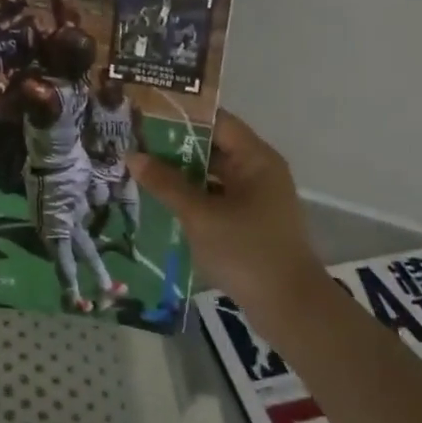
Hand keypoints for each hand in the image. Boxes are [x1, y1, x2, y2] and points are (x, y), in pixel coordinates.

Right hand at [128, 111, 318, 308]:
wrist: (290, 308)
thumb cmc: (246, 251)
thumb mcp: (199, 215)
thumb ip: (165, 184)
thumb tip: (132, 156)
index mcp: (255, 159)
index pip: (215, 121)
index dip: (180, 115)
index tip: (144, 114)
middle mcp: (258, 171)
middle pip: (212, 146)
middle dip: (173, 146)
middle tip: (132, 142)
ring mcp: (255, 198)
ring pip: (211, 174)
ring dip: (179, 173)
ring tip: (139, 169)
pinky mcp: (249, 222)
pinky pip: (215, 197)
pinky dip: (191, 196)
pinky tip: (160, 200)